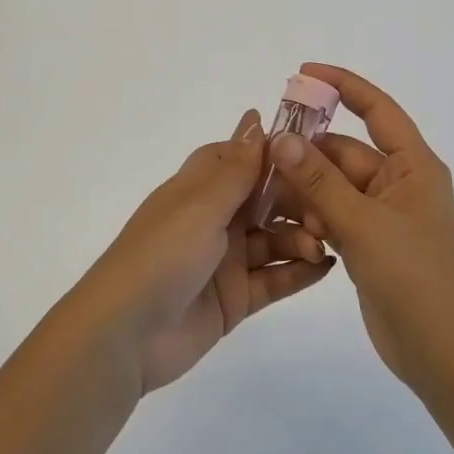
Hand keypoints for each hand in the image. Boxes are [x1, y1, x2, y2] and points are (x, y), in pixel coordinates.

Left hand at [76, 110, 332, 394]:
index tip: (316, 151)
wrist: (125, 335)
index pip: (240, 157)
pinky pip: (274, 279)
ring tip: (322, 243)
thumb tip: (255, 118)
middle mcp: (214, 219)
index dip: (275, 152)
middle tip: (328, 209)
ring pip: (274, 239)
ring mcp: (226, 260)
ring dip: (301, 236)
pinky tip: (326, 266)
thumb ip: (236, 169)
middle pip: (265, 199)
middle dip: (297, 200)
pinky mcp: (235, 299)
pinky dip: (299, 271)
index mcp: (199, 188)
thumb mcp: (200, 206)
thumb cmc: (161, 254)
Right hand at [265, 65, 453, 390]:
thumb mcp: (364, 225)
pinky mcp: (369, 244)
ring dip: (306, 191)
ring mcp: (383, 216)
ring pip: (334, 187)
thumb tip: (282, 138)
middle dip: (307, 154)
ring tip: (270, 200)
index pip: (377, 110)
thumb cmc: (416, 279)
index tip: (303, 73)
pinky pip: (334, 216)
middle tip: (262, 157)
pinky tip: (287, 228)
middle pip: (344, 153)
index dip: (343, 86)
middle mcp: (398, 184)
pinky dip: (312, 218)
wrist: (446, 356)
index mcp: (412, 166)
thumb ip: (320, 181)